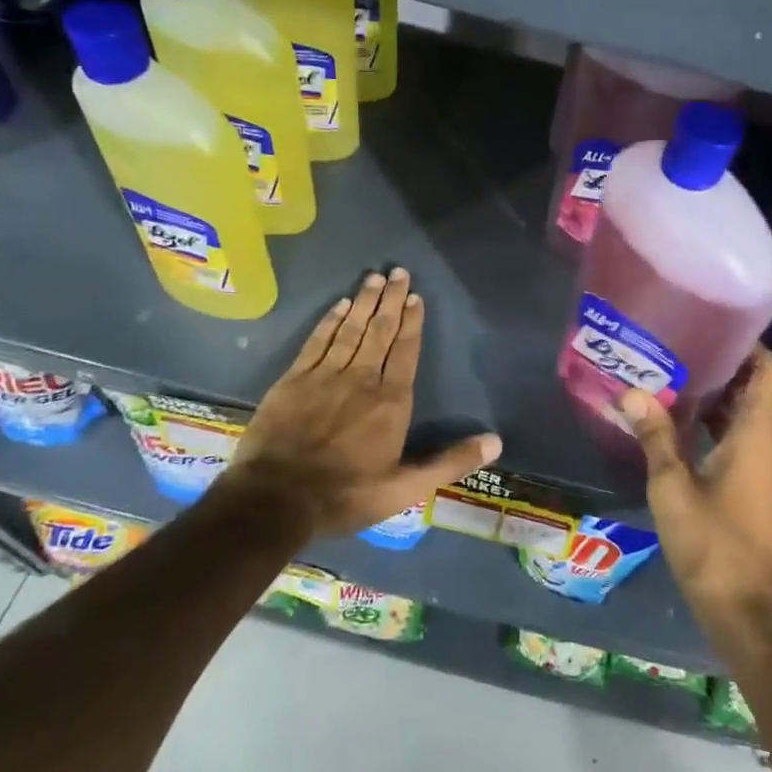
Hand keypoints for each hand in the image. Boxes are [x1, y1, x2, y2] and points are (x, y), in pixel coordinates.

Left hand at [220, 268, 501, 539]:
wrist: (275, 499)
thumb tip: (495, 442)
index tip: (416, 297)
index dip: (412, 322)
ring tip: (374, 278)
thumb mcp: (405, 489)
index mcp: (391, 401)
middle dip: (391, 300)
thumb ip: (450, 462)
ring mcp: (325, 375)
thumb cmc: (346, 494)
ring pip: (350, 329)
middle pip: (380, 331)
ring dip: (364, 302)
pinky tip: (339, 305)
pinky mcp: (294, 379)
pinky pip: (317, 341)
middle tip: (399, 272)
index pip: (406, 351)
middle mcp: (361, 379)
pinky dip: (330, 321)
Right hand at [622, 346, 771, 633]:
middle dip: (721, 369)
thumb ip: (655, 435)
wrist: (746, 610)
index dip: (747, 344)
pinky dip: (721, 426)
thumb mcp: (673, 486)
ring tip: (673, 381)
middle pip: (757, 389)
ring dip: (718, 399)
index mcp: (762, 434)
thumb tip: (632, 392)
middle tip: (677, 351)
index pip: (769, 368)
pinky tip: (682, 426)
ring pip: (750, 416)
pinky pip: (747, 440)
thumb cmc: (712, 543)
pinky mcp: (764, 487)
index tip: (711, 328)